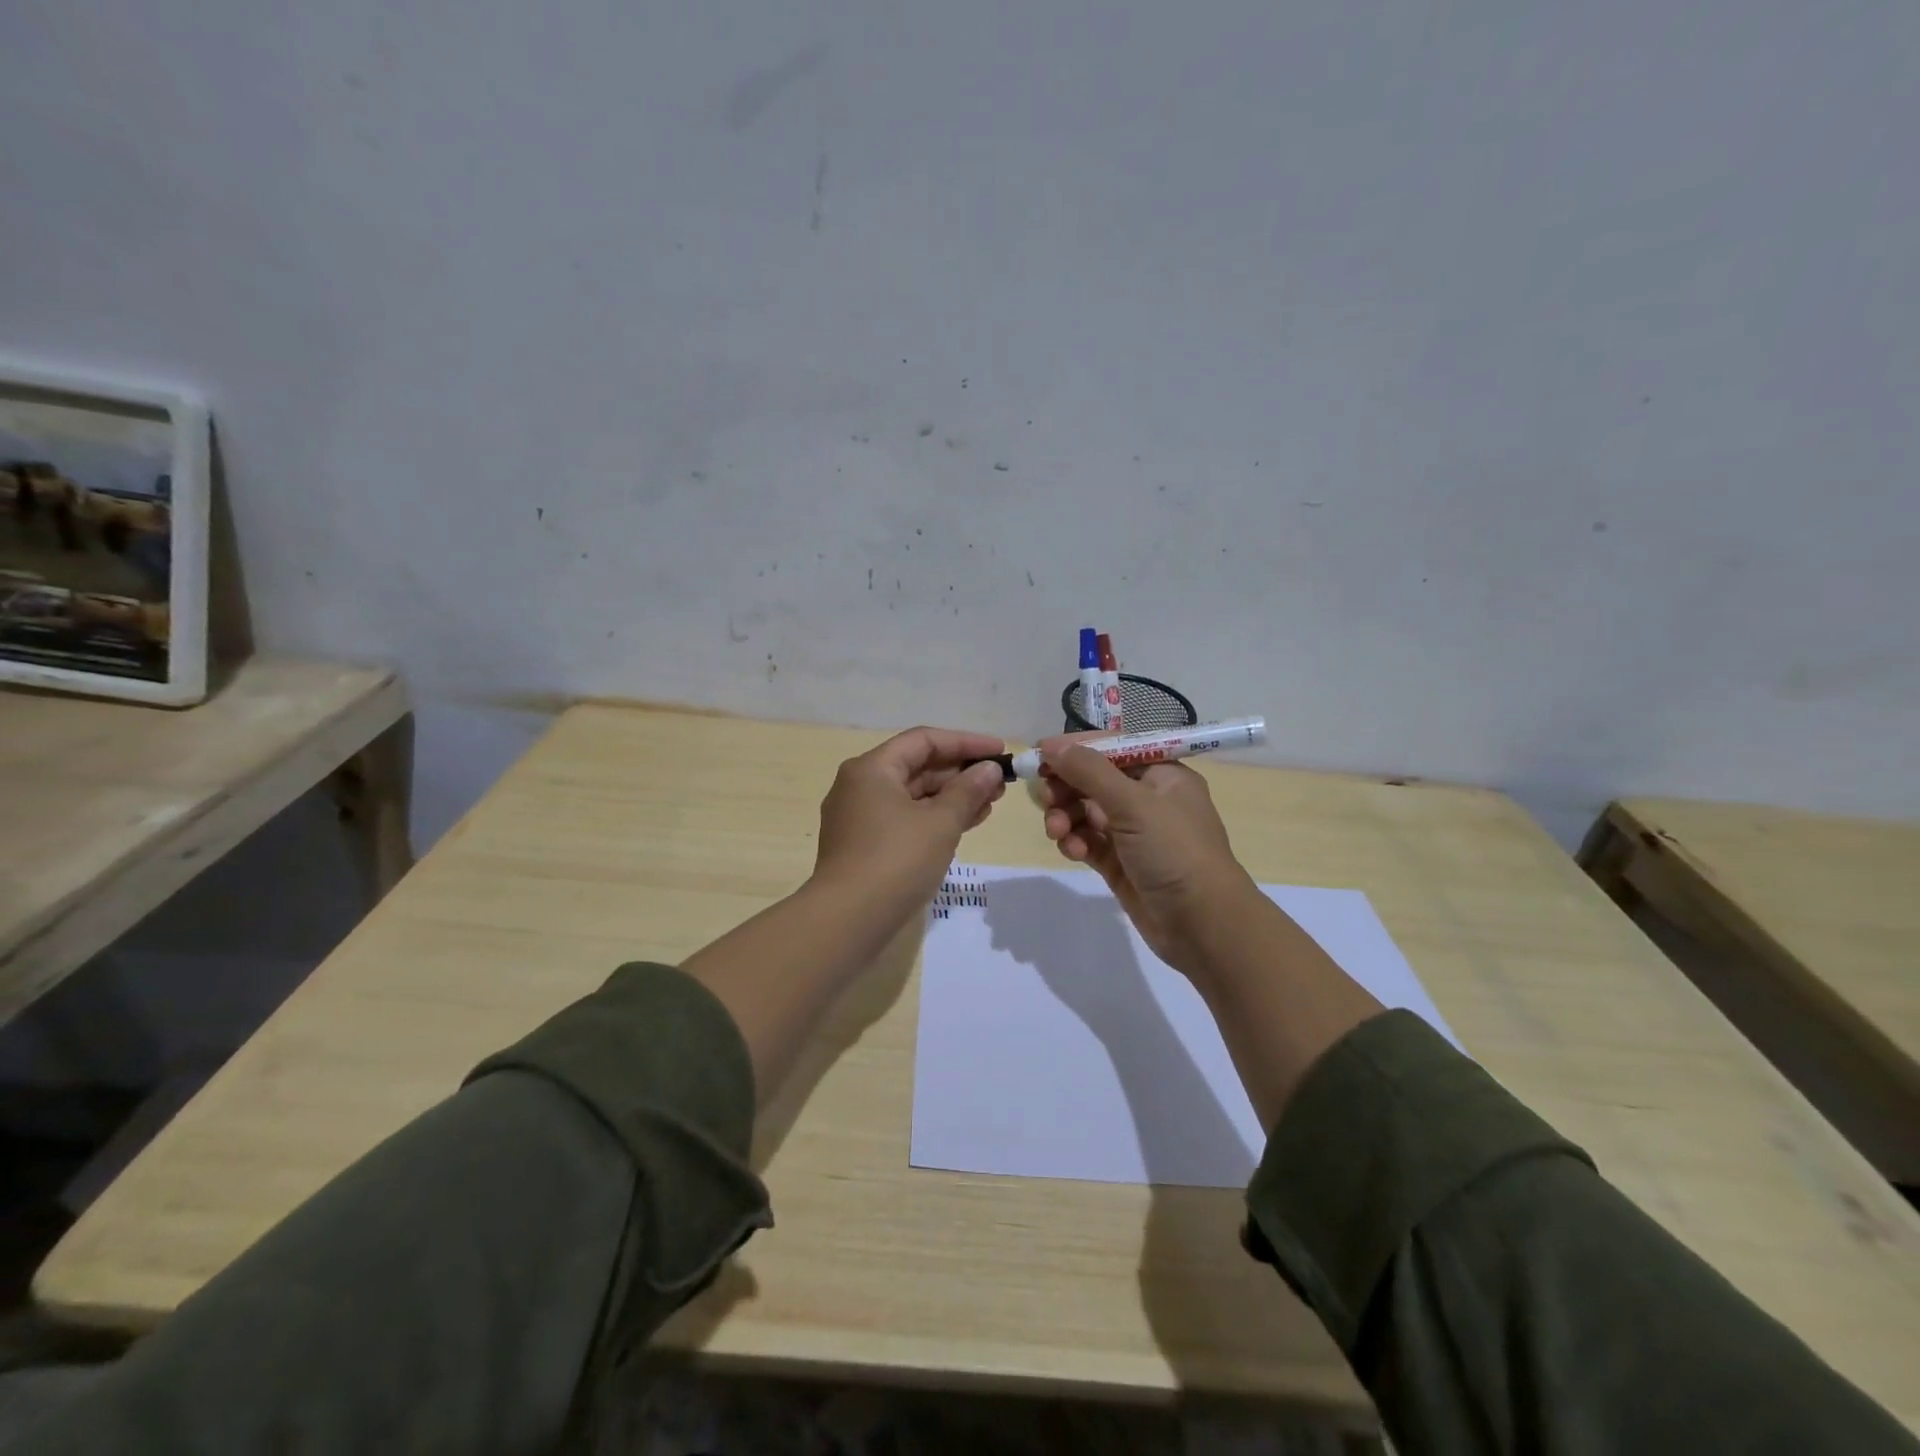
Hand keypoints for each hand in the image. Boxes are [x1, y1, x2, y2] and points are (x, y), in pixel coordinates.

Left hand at [813, 726, 1007, 920]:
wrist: (848, 920)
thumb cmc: (896, 861)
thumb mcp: (940, 823)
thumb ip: (968, 791)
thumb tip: (990, 769)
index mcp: (872, 768)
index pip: (924, 740)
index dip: (966, 742)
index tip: (1000, 751)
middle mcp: (860, 785)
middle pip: (917, 766)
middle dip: (961, 772)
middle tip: (1000, 783)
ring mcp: (859, 817)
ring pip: (912, 795)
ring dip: (952, 797)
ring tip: (990, 804)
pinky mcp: (864, 845)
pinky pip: (905, 818)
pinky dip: (934, 818)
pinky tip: (965, 824)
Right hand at [1036, 735, 1255, 974]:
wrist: (1203, 925)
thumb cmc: (1175, 851)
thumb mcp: (1133, 803)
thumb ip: (1089, 771)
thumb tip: (1050, 744)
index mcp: (1162, 774)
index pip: (1112, 748)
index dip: (1076, 749)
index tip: (1039, 756)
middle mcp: (1148, 798)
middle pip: (1094, 779)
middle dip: (1066, 787)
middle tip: (1045, 797)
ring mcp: (1133, 833)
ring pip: (1086, 812)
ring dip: (1066, 816)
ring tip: (1057, 831)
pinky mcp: (1120, 863)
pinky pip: (1088, 841)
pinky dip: (1075, 841)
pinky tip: (1072, 850)